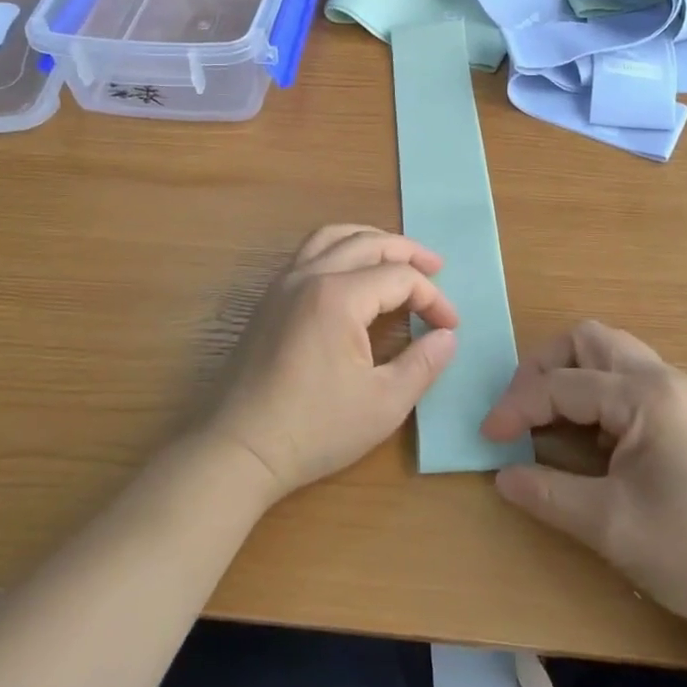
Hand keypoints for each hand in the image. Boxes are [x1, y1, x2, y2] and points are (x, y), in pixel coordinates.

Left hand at [205, 225, 460, 501]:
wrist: (236, 449)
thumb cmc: (312, 430)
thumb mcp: (383, 405)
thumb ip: (422, 364)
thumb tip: (447, 337)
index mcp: (338, 297)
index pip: (399, 277)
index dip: (432, 298)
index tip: (450, 327)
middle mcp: (309, 276)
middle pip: (367, 243)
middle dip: (407, 252)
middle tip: (436, 268)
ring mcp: (283, 284)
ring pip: (332, 237)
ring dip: (370, 239)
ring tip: (395, 255)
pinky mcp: (269, 299)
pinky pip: (310, 252)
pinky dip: (340, 248)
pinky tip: (352, 272)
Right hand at [480, 321, 686, 650]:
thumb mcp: (609, 525)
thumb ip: (548, 492)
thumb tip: (501, 475)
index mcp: (644, 394)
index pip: (562, 384)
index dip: (517, 406)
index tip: (486, 437)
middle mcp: (662, 378)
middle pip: (588, 340)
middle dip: (544, 365)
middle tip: (520, 408)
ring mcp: (679, 393)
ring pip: (610, 354)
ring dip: (571, 373)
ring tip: (546, 416)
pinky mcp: (686, 415)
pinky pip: (627, 379)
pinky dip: (595, 390)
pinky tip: (585, 432)